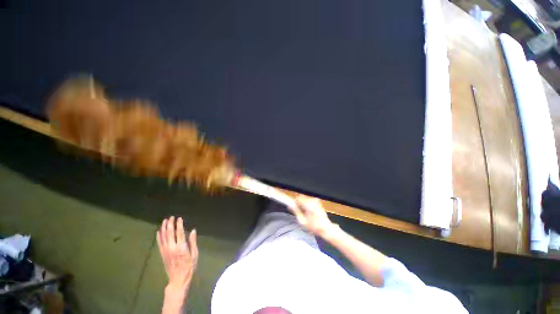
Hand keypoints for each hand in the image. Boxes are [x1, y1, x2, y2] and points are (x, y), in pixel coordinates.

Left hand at [157, 217, 197, 291]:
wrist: (178, 279)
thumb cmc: (189, 267)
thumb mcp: (194, 254)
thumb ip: (193, 242)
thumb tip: (193, 230)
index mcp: (181, 247)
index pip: (179, 232)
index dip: (179, 224)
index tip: (179, 218)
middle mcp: (172, 247)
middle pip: (170, 233)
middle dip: (170, 224)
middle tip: (171, 217)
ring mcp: (166, 251)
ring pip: (163, 237)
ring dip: (164, 228)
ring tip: (165, 221)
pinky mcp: (162, 254)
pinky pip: (159, 243)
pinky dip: (159, 236)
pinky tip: (158, 231)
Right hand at [292, 196, 336, 237]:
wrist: (326, 228)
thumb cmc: (314, 227)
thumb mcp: (302, 221)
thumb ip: (295, 212)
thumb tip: (289, 206)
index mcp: (308, 204)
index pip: (298, 198)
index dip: (295, 203)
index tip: (296, 209)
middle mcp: (312, 200)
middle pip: (302, 198)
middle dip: (300, 203)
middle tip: (301, 212)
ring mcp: (316, 200)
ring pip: (305, 199)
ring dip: (304, 204)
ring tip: (306, 213)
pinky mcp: (318, 202)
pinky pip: (309, 200)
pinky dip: (308, 204)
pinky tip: (310, 212)